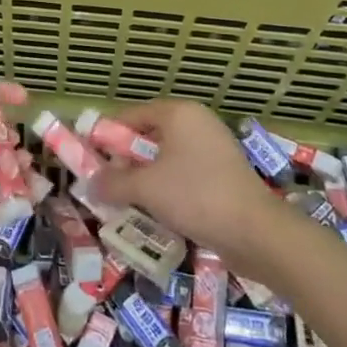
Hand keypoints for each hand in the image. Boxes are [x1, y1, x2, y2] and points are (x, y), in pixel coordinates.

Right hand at [87, 98, 278, 265]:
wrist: (256, 232)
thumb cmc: (196, 196)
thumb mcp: (145, 188)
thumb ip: (112, 182)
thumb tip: (90, 183)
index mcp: (178, 113)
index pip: (130, 116)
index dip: (106, 137)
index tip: (89, 160)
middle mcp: (197, 123)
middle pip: (148, 137)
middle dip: (125, 162)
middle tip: (106, 185)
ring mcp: (214, 148)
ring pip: (166, 159)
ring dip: (145, 179)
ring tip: (127, 203)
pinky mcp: (224, 174)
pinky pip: (185, 175)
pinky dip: (168, 189)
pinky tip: (157, 212)